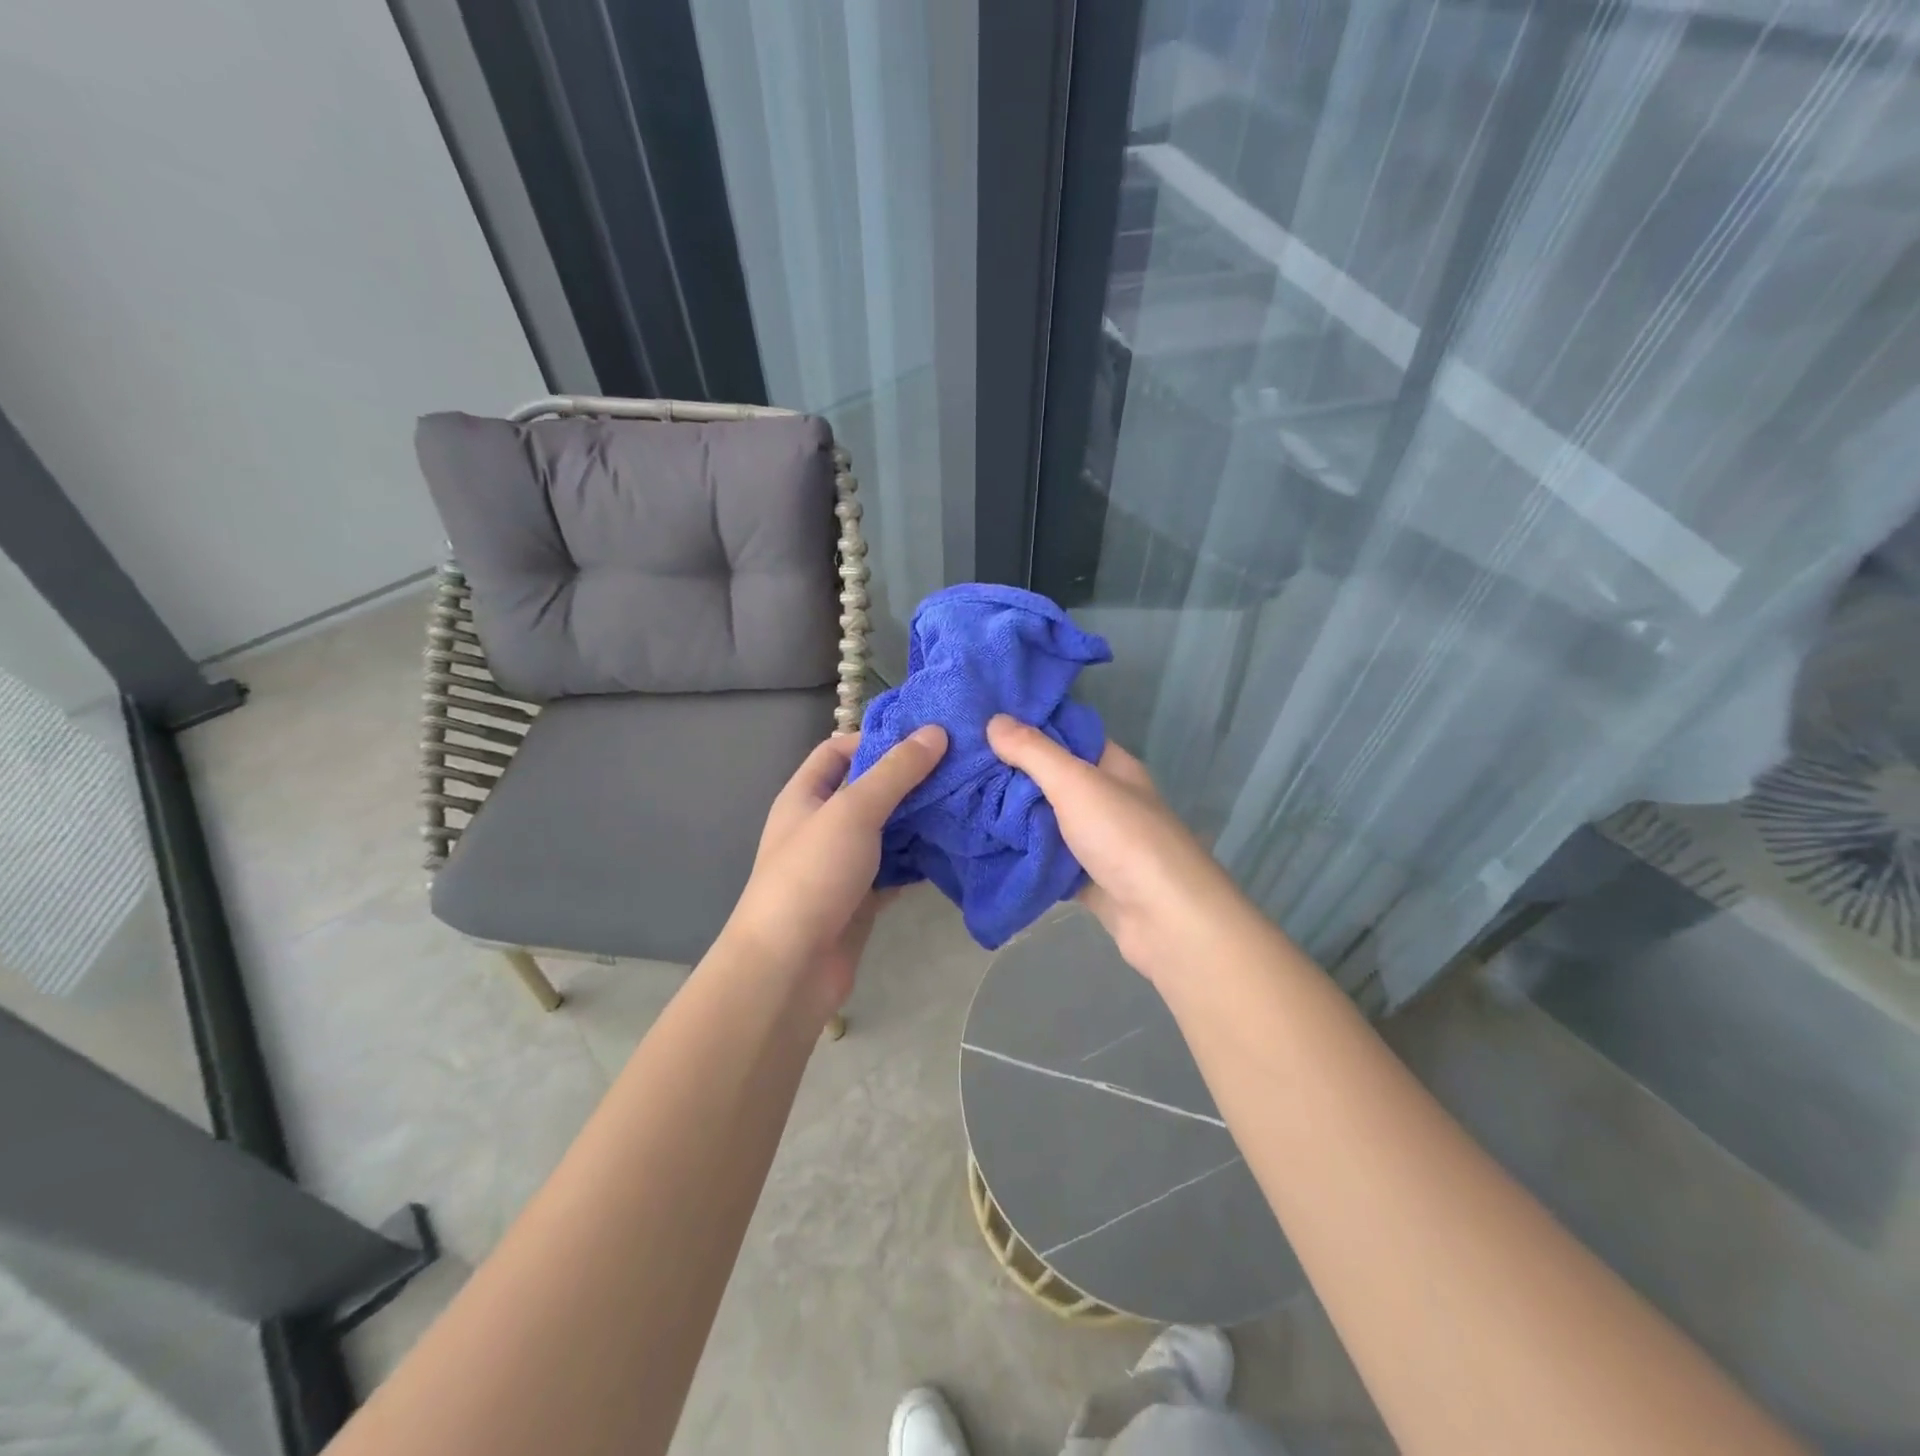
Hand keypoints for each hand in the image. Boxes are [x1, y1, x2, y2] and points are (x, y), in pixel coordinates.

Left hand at [723, 726, 947, 1015]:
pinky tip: (955, 847)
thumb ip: (895, 772)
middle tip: (960, 765)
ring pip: (888, 831)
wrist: (790, 966)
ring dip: (921, 818)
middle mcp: (823, 825)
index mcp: (806, 796)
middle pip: (869, 790)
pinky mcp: (862, 897)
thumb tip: (935, 731)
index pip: (837, 750)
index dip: (875, 737)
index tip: (924, 735)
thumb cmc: (812, 874)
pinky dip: (921, 859)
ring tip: (968, 799)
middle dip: (910, 779)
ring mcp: (843, 864)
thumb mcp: (853, 811)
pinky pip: (896, 868)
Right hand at [987, 715, 1249, 982]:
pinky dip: (1021, 853)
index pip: (1065, 734)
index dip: (1027, 727)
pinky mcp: (1085, 877)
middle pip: (1051, 778)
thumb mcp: (1076, 783)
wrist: (1165, 919)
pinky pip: (1046, 858)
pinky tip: (983, 845)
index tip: (981, 722)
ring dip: (1011, 816)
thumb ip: (1034, 752)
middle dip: (1010, 774)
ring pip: (1045, 820)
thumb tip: (994, 719)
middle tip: (960, 765)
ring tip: (961, 802)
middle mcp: (1105, 799)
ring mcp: (1096, 840)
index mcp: (1111, 767)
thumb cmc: (1124, 838)